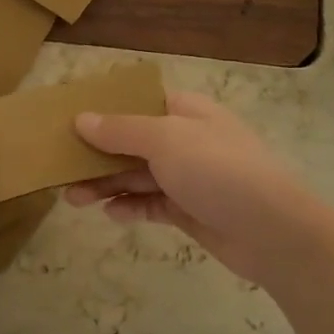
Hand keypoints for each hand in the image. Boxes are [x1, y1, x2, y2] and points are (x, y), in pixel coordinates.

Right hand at [61, 91, 324, 286]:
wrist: (273, 231)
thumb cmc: (218, 170)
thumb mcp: (165, 140)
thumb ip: (121, 130)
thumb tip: (81, 118)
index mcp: (186, 112)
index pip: (138, 102)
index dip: (104, 110)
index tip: (68, 122)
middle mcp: (186, 141)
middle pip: (131, 142)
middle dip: (96, 155)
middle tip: (60, 169)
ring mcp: (189, 177)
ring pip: (137, 176)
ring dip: (106, 185)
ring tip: (73, 199)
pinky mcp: (189, 211)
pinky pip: (151, 205)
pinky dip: (130, 208)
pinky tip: (111, 215)